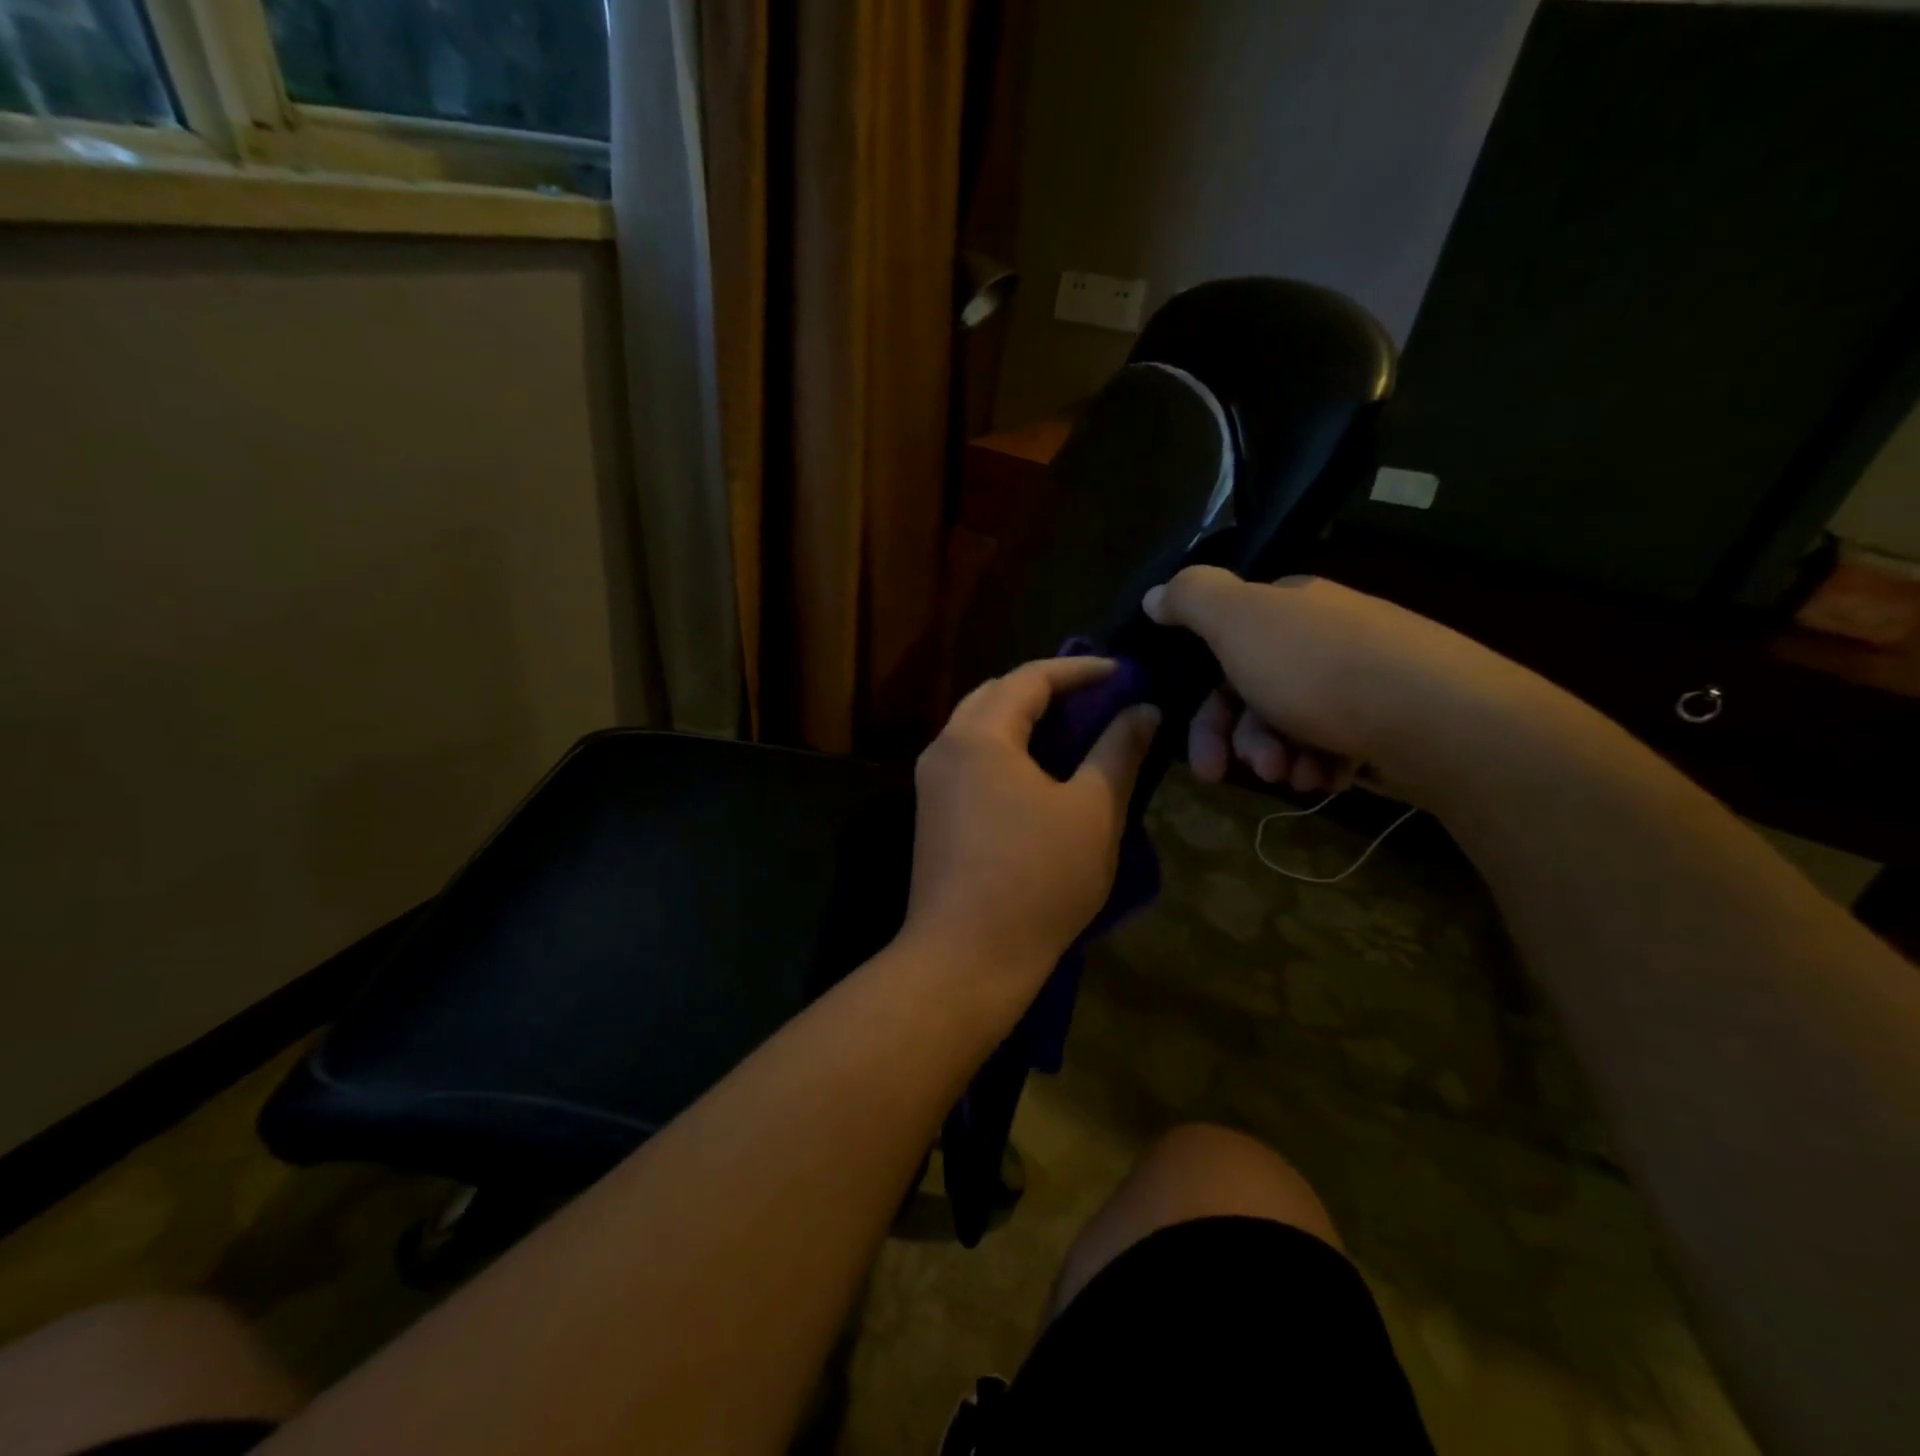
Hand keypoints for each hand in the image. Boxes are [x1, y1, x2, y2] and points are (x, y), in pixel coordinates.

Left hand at [903, 658, 1159, 985]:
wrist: (965, 959)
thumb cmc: (1036, 880)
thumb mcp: (1092, 812)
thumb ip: (1118, 751)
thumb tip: (1144, 710)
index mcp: (978, 735)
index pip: (1030, 678)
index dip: (1079, 669)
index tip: (1122, 671)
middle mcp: (945, 747)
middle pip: (996, 695)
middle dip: (1047, 688)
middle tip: (1096, 696)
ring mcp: (932, 782)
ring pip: (980, 727)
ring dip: (1024, 719)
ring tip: (1074, 729)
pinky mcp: (933, 813)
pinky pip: (972, 759)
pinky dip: (1008, 749)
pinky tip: (1040, 770)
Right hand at [1143, 567, 1535, 795]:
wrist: (1439, 717)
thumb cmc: (1320, 669)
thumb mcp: (1238, 621)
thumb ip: (1191, 599)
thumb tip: (1155, 595)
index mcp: (1288, 607)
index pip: (1224, 652)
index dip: (1204, 708)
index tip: (1200, 759)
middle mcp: (1323, 634)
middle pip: (1255, 693)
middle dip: (1241, 740)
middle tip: (1240, 773)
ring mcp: (1361, 676)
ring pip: (1293, 723)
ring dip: (1278, 756)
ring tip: (1295, 778)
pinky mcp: (1393, 716)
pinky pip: (1337, 741)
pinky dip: (1321, 763)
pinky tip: (1327, 779)